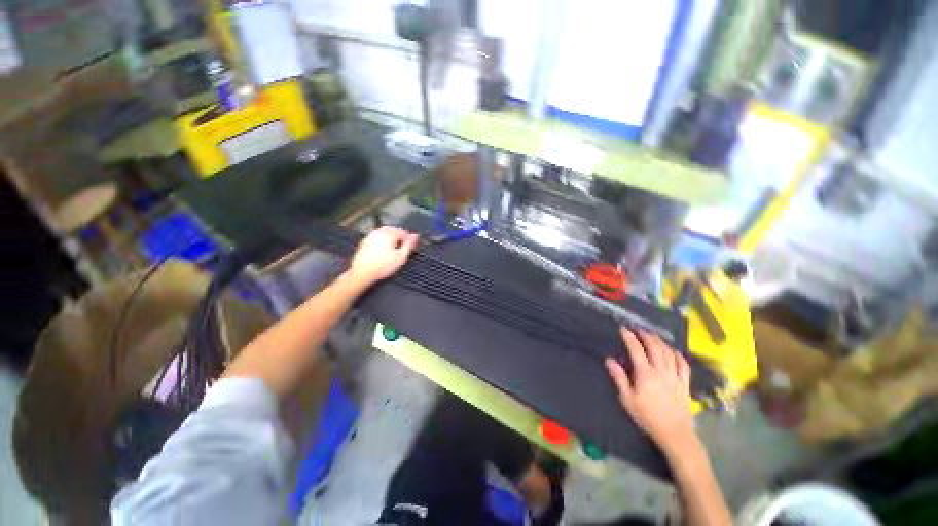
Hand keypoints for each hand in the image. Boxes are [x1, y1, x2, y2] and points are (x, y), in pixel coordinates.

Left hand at [348, 226, 418, 284]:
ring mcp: (370, 236)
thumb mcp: (401, 257)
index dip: (409, 240)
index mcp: (388, 234)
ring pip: (385, 233)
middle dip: (400, 238)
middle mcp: (379, 232)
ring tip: (394, 250)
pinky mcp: (365, 242)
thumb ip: (409, 245)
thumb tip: (415, 236)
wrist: (362, 273)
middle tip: (403, 248)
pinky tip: (384, 252)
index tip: (411, 248)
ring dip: (391, 239)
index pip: (403, 232)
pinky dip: (383, 242)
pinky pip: (377, 238)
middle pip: (394, 230)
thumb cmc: (383, 266)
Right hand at [605, 328, 695, 454]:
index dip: (629, 337)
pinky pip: (683, 365)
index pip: (636, 350)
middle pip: (655, 347)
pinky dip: (677, 355)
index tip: (623, 329)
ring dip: (660, 342)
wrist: (674, 433)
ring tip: (653, 336)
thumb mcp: (628, 399)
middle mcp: (661, 371)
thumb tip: (609, 360)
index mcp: (645, 374)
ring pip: (669, 353)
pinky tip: (673, 351)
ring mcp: (675, 376)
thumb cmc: (647, 417)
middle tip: (638, 329)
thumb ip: (619, 378)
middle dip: (646, 335)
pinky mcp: (685, 383)